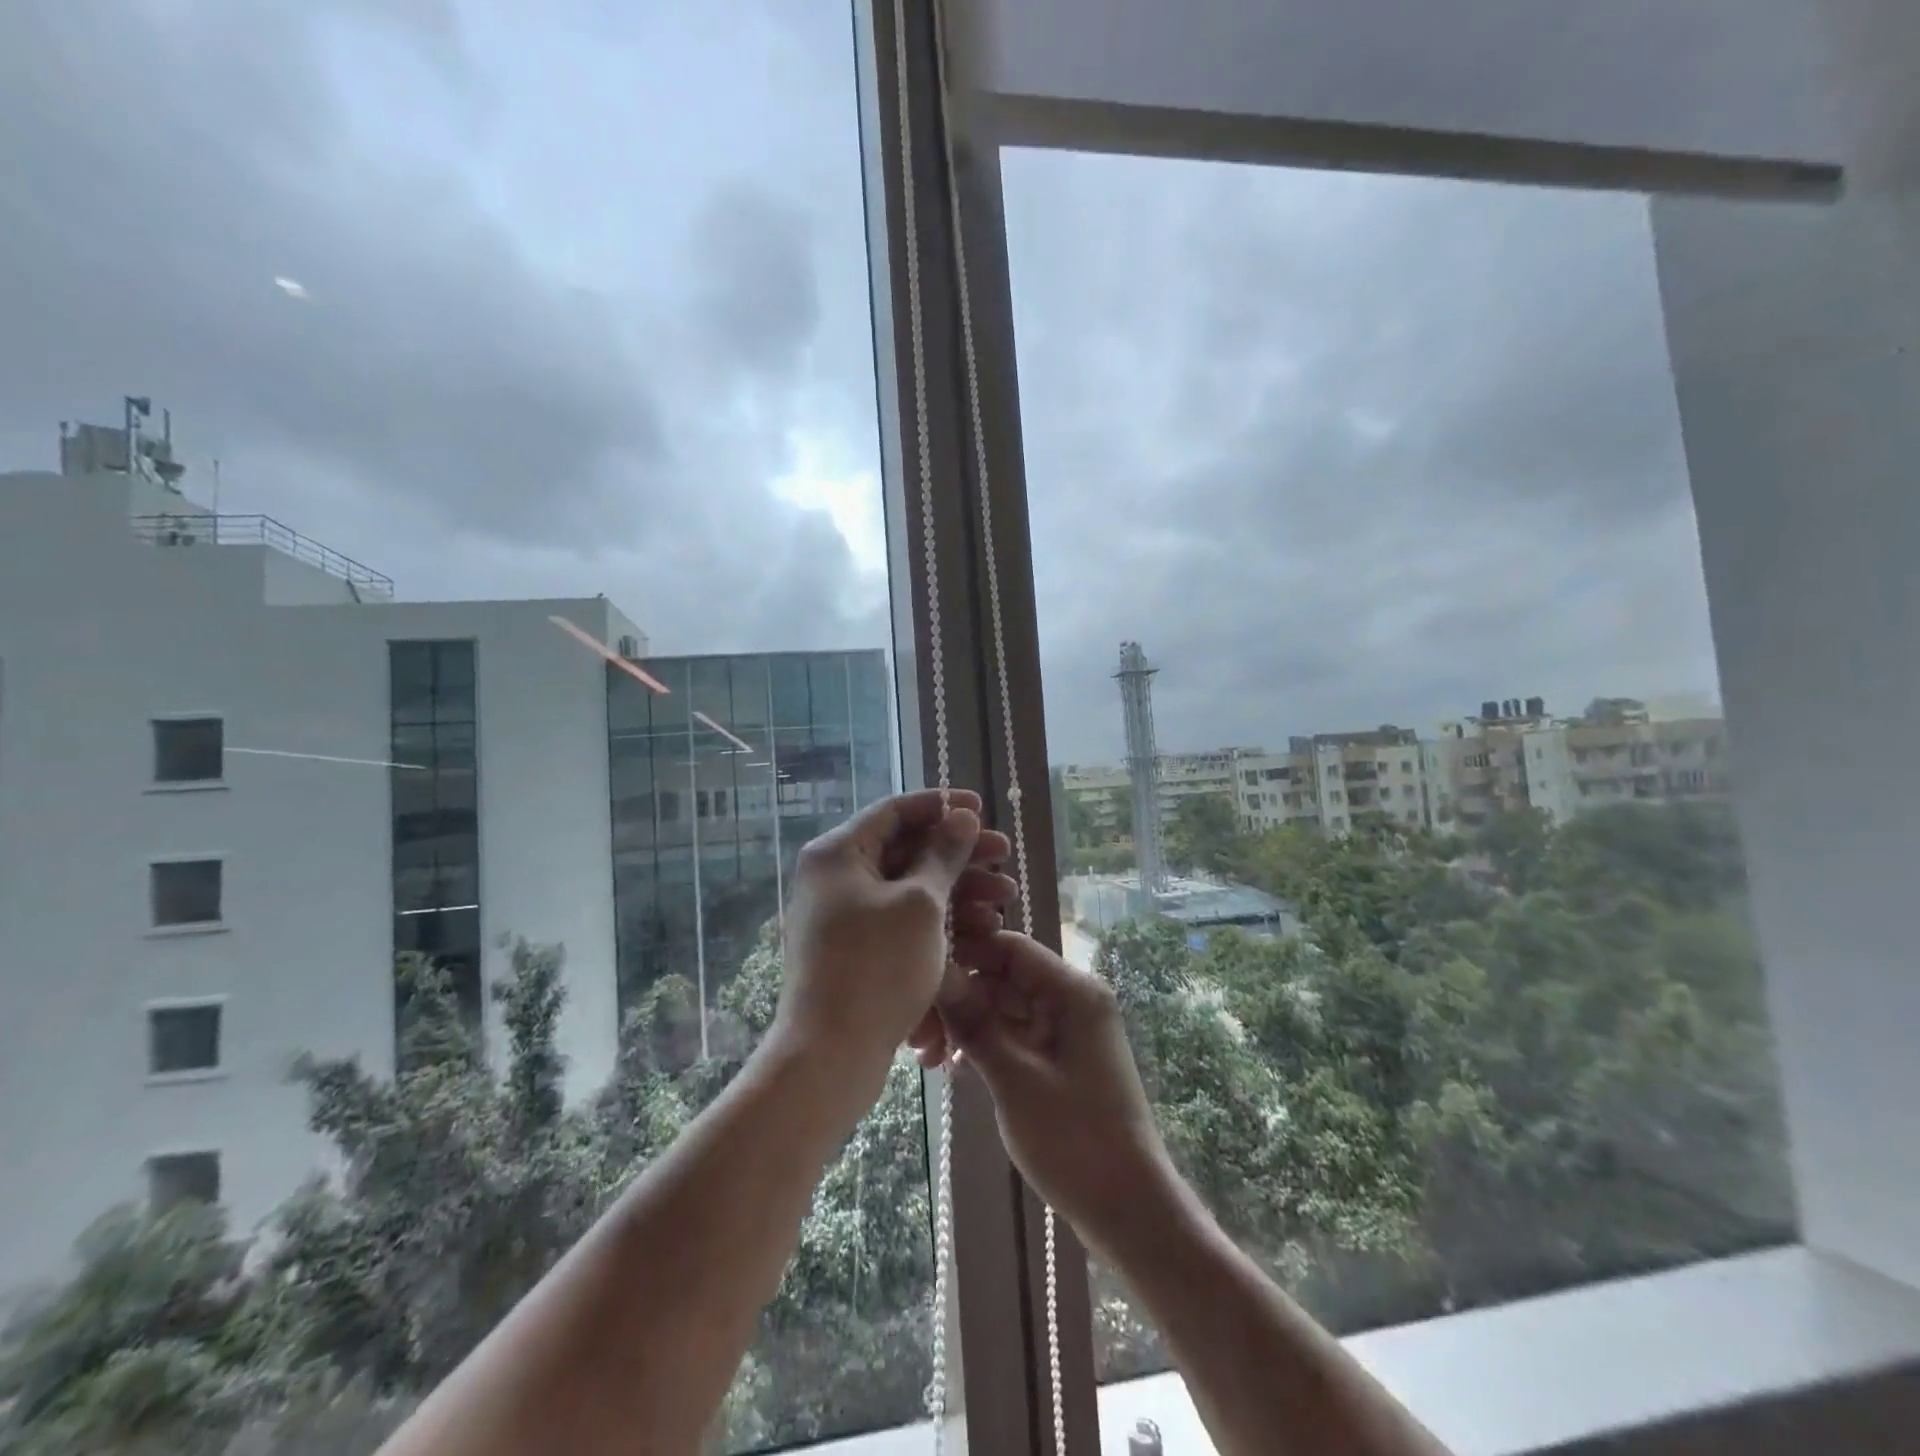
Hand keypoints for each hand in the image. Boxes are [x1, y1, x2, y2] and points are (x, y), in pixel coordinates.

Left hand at [773, 789, 1014, 1095]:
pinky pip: (902, 919)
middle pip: (906, 849)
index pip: (895, 811)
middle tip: (1004, 855)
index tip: (981, 807)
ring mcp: (845, 914)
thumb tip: (961, 815)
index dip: (942, 805)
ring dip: (958, 889)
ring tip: (1006, 899)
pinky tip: (981, 929)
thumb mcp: (920, 904)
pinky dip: (939, 919)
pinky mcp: (857, 948)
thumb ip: (944, 854)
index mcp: (838, 853)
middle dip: (959, 853)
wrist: (830, 1055)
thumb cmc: (876, 968)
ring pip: (910, 887)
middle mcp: (836, 877)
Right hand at [921, 930, 1180, 1260]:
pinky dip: (985, 1044)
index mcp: (1073, 992)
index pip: (1011, 947)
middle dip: (960, 998)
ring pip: (1005, 1007)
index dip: (966, 953)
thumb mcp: (1015, 1079)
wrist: (1128, 1209)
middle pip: (1004, 977)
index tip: (920, 974)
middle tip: (916, 1034)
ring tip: (927, 1058)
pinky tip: (953, 1068)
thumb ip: (975, 1023)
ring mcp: (1066, 1030)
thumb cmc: (1075, 1139)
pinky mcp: (1059, 1057)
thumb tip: (938, 973)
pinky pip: (1015, 1034)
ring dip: (967, 1024)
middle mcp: (1072, 1000)